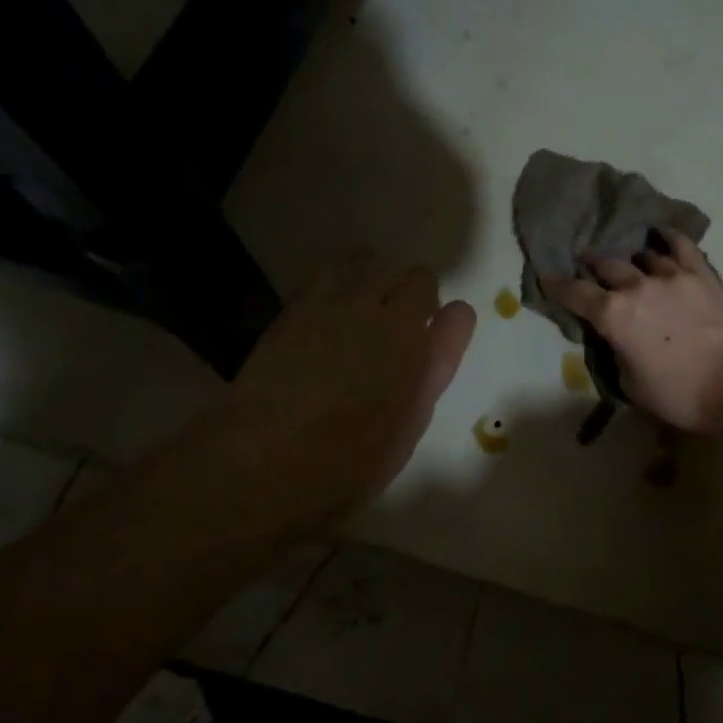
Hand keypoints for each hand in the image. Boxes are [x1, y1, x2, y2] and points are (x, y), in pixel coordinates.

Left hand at [204, 253, 475, 526]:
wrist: (265, 461)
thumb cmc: (348, 461)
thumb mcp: (409, 423)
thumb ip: (432, 370)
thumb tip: (446, 329)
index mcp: (419, 352)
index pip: (457, 313)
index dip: (450, 322)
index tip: (436, 336)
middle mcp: (385, 317)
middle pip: (417, 276)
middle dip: (415, 296)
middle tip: (397, 326)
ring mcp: (338, 305)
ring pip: (370, 260)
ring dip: (376, 278)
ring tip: (362, 307)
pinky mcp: (298, 306)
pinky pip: (327, 269)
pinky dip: (338, 278)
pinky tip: (329, 308)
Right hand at [545, 233, 722, 434]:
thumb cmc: (680, 394)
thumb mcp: (631, 385)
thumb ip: (617, 355)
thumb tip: (617, 340)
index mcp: (614, 316)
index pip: (576, 295)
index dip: (558, 286)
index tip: (548, 277)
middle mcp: (637, 287)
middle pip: (607, 266)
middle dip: (593, 265)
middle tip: (588, 264)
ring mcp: (672, 276)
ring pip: (643, 255)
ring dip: (631, 258)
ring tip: (630, 260)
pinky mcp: (702, 276)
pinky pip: (683, 247)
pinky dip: (669, 239)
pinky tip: (664, 236)